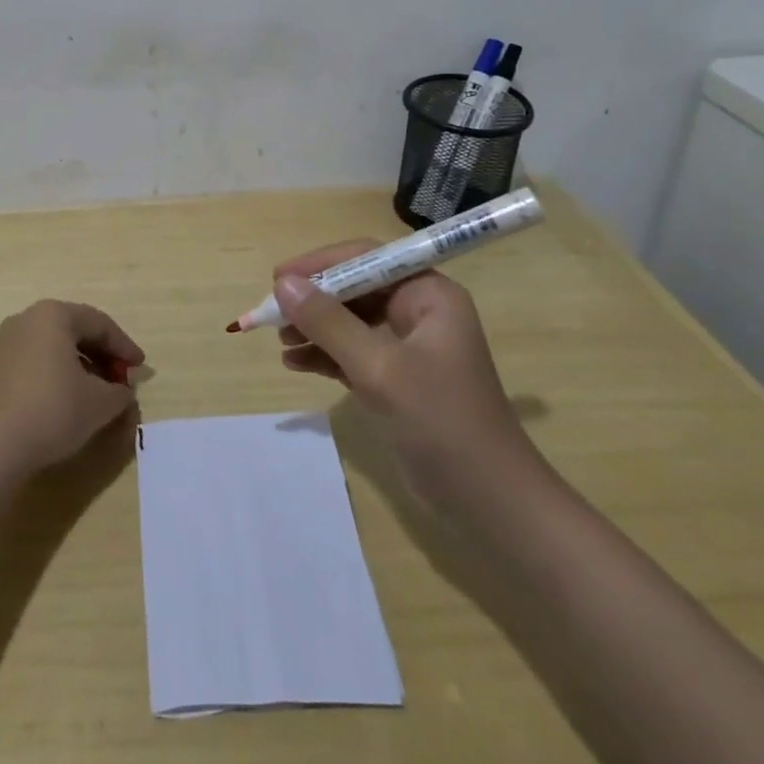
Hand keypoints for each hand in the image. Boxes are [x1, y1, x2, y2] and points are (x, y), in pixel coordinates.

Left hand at [0, 300, 144, 476]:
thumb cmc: (52, 411)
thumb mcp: (100, 403)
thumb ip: (120, 392)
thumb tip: (124, 392)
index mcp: (54, 315)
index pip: (100, 323)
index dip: (125, 346)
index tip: (141, 369)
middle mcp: (28, 319)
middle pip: (76, 331)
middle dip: (104, 356)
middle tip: (123, 380)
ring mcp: (7, 343)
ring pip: (56, 347)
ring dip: (83, 366)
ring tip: (100, 393)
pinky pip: (38, 361)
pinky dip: (60, 374)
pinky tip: (70, 400)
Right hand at [271, 243, 537, 507]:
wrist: (490, 503)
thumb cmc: (441, 423)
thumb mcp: (380, 369)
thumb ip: (330, 323)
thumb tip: (283, 284)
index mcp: (429, 295)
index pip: (367, 259)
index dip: (321, 264)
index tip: (279, 278)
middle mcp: (420, 312)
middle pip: (356, 289)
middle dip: (314, 300)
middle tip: (273, 314)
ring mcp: (409, 347)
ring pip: (350, 321)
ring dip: (315, 328)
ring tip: (281, 342)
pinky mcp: (398, 379)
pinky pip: (353, 353)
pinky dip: (325, 355)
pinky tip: (295, 363)